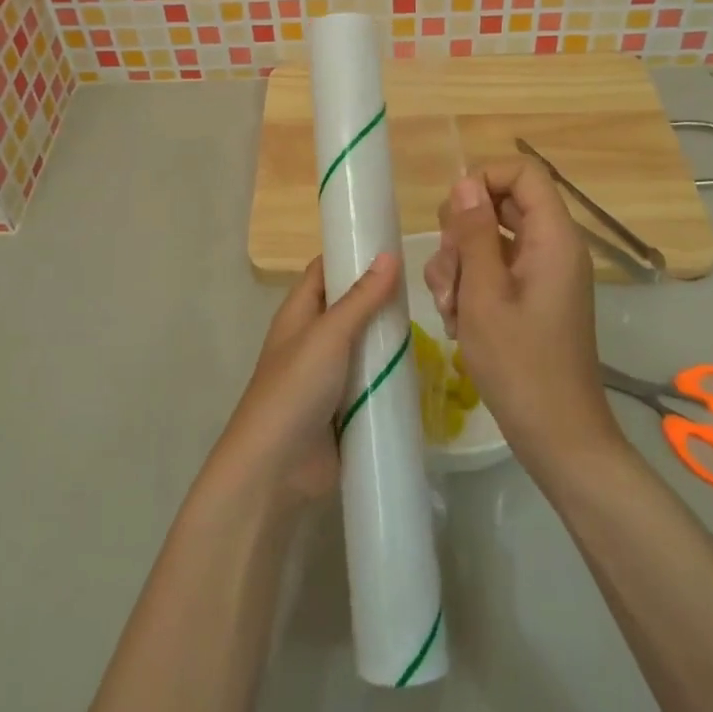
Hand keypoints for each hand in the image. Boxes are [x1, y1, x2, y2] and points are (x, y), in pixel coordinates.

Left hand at [207, 254, 401, 507]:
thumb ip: (360, 299)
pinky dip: (393, 376)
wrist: (276, 469)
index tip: (390, 242)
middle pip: (349, 307)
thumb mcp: (328, 335)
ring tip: (435, 322)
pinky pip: (373, 383)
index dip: (350, 253)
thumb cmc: (294, 388)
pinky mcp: (346, 409)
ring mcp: (330, 376)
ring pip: (366, 346)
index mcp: (299, 314)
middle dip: (381, 298)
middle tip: (425, 286)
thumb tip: (389, 255)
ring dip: (391, 339)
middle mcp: (313, 339)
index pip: (324, 270)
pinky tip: (425, 370)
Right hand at [424, 161, 621, 472]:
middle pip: (499, 206)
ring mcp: (540, 275)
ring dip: (458, 266)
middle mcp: (551, 248)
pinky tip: (457, 322)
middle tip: (449, 273)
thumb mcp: (484, 294)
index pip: (523, 173)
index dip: (484, 179)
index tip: (455, 216)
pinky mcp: (529, 298)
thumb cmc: (520, 364)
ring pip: (487, 240)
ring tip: (450, 309)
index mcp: (553, 239)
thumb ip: (473, 233)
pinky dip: (469, 288)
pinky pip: (493, 271)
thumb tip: (466, 183)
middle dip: (460, 234)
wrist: (557, 436)